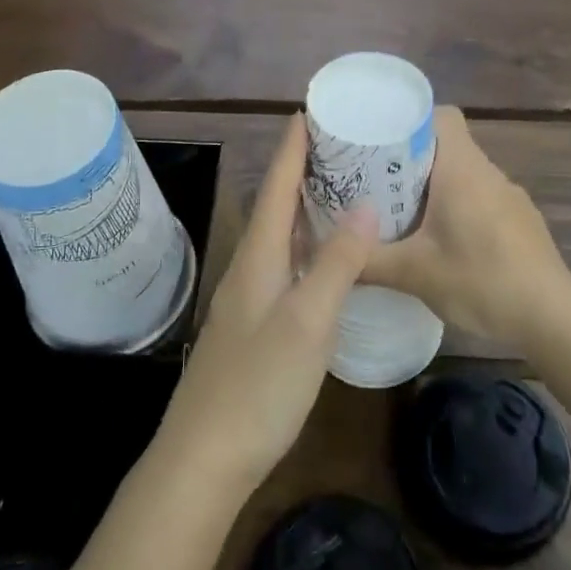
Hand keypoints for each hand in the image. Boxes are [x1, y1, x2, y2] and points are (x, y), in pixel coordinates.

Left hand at [154, 114, 378, 497]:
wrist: (204, 458)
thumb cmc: (258, 384)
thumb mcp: (307, 321)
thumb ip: (336, 263)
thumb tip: (366, 205)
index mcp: (259, 255)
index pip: (276, 186)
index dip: (291, 148)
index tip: (308, 111)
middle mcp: (250, 266)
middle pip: (276, 204)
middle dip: (302, 170)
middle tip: (339, 145)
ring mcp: (249, 297)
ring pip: (279, 235)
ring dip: (304, 206)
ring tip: (339, 188)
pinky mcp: (254, 324)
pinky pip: (283, 264)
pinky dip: (305, 245)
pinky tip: (323, 257)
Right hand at [362, 107, 570, 348]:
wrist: (554, 319)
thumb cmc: (482, 281)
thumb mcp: (415, 274)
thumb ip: (367, 261)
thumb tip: (328, 255)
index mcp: (462, 169)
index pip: (441, 115)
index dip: (411, 119)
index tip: (381, 140)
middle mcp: (488, 172)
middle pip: (447, 145)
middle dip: (411, 158)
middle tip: (377, 181)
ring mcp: (510, 196)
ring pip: (464, 173)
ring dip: (435, 186)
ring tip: (403, 213)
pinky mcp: (522, 221)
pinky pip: (481, 197)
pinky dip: (458, 207)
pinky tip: (444, 242)